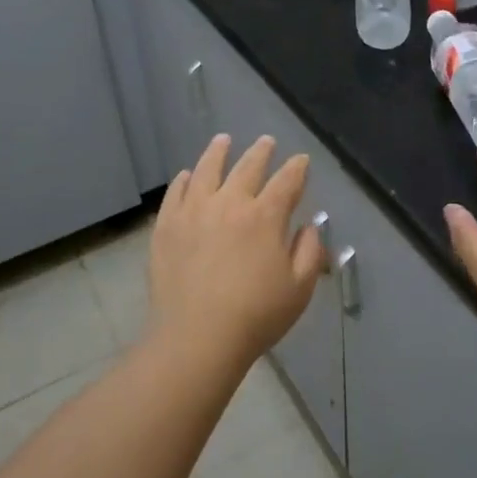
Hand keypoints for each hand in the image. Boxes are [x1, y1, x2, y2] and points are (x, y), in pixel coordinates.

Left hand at [148, 134, 326, 368]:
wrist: (197, 336)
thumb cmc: (256, 315)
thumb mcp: (299, 288)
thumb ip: (309, 251)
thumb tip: (307, 226)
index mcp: (265, 216)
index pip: (287, 181)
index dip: (297, 168)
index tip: (301, 160)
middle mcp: (230, 203)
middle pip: (248, 167)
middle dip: (261, 152)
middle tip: (266, 141)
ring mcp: (194, 211)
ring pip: (207, 169)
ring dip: (218, 152)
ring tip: (223, 140)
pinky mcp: (167, 226)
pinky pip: (176, 193)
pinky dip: (184, 180)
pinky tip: (186, 175)